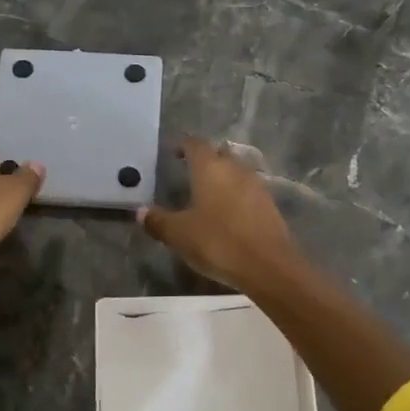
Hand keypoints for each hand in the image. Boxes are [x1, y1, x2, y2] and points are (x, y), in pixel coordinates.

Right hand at [137, 135, 301, 292]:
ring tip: (207, 192)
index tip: (172, 153)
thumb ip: (158, 221)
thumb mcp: (179, 234)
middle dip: (204, 158)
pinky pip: (248, 189)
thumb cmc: (218, 242)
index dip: (182, 145)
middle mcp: (235, 168)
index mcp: (210, 167)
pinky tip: (227, 211)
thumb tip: (139, 212)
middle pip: (218, 153)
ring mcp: (256, 185)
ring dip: (222, 176)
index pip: (195, 144)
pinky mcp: (269, 204)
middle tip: (189, 171)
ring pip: (235, 170)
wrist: (268, 266)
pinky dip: (235, 193)